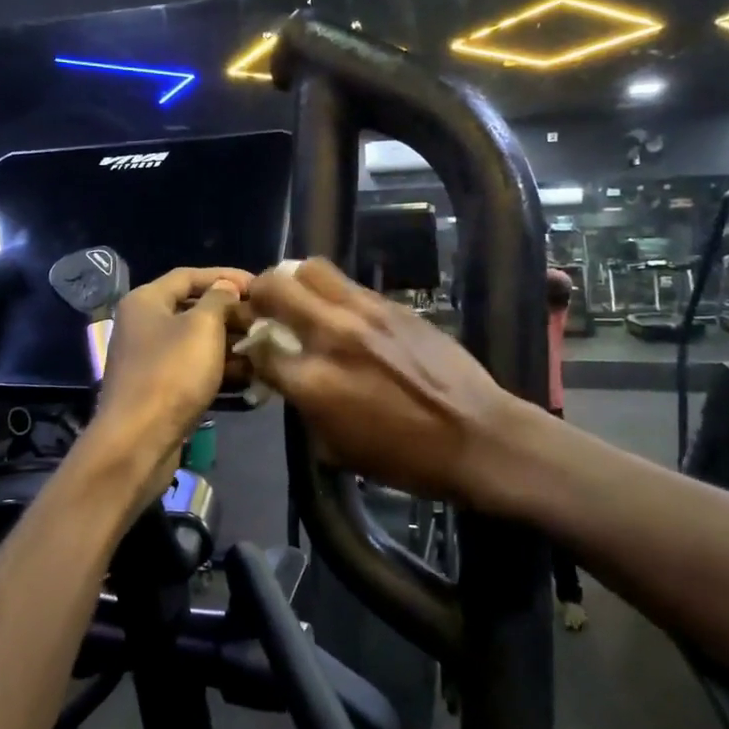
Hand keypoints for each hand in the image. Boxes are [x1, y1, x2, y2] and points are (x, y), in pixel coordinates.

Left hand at [93, 266, 251, 459]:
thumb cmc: (171, 373)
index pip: (188, 276)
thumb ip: (219, 300)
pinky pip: (194, 369)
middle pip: (193, 309)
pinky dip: (219, 369)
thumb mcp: (202, 327)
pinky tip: (251, 375)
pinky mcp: (159, 389)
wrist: (138, 441)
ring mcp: (150, 359)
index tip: (259, 286)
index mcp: (146, 301)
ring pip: (196, 342)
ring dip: (230, 343)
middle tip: (266, 319)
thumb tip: (226, 288)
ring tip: (265, 347)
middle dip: (231, 313)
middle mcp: (143, 325)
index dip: (225, 276)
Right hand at [238, 258, 523, 509]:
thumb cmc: (404, 458)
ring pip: (312, 269)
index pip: (261, 348)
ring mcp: (365, 313)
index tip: (255, 350)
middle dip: (260, 294)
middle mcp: (333, 335)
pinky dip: (334, 293)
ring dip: (295, 280)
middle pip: (276, 287)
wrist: (476, 437)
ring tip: (299, 297)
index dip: (251, 348)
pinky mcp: (394, 305)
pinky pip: (350, 285)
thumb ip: (304, 406)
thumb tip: (291, 379)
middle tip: (264, 305)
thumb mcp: (336, 448)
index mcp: (314, 381)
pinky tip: (342, 313)